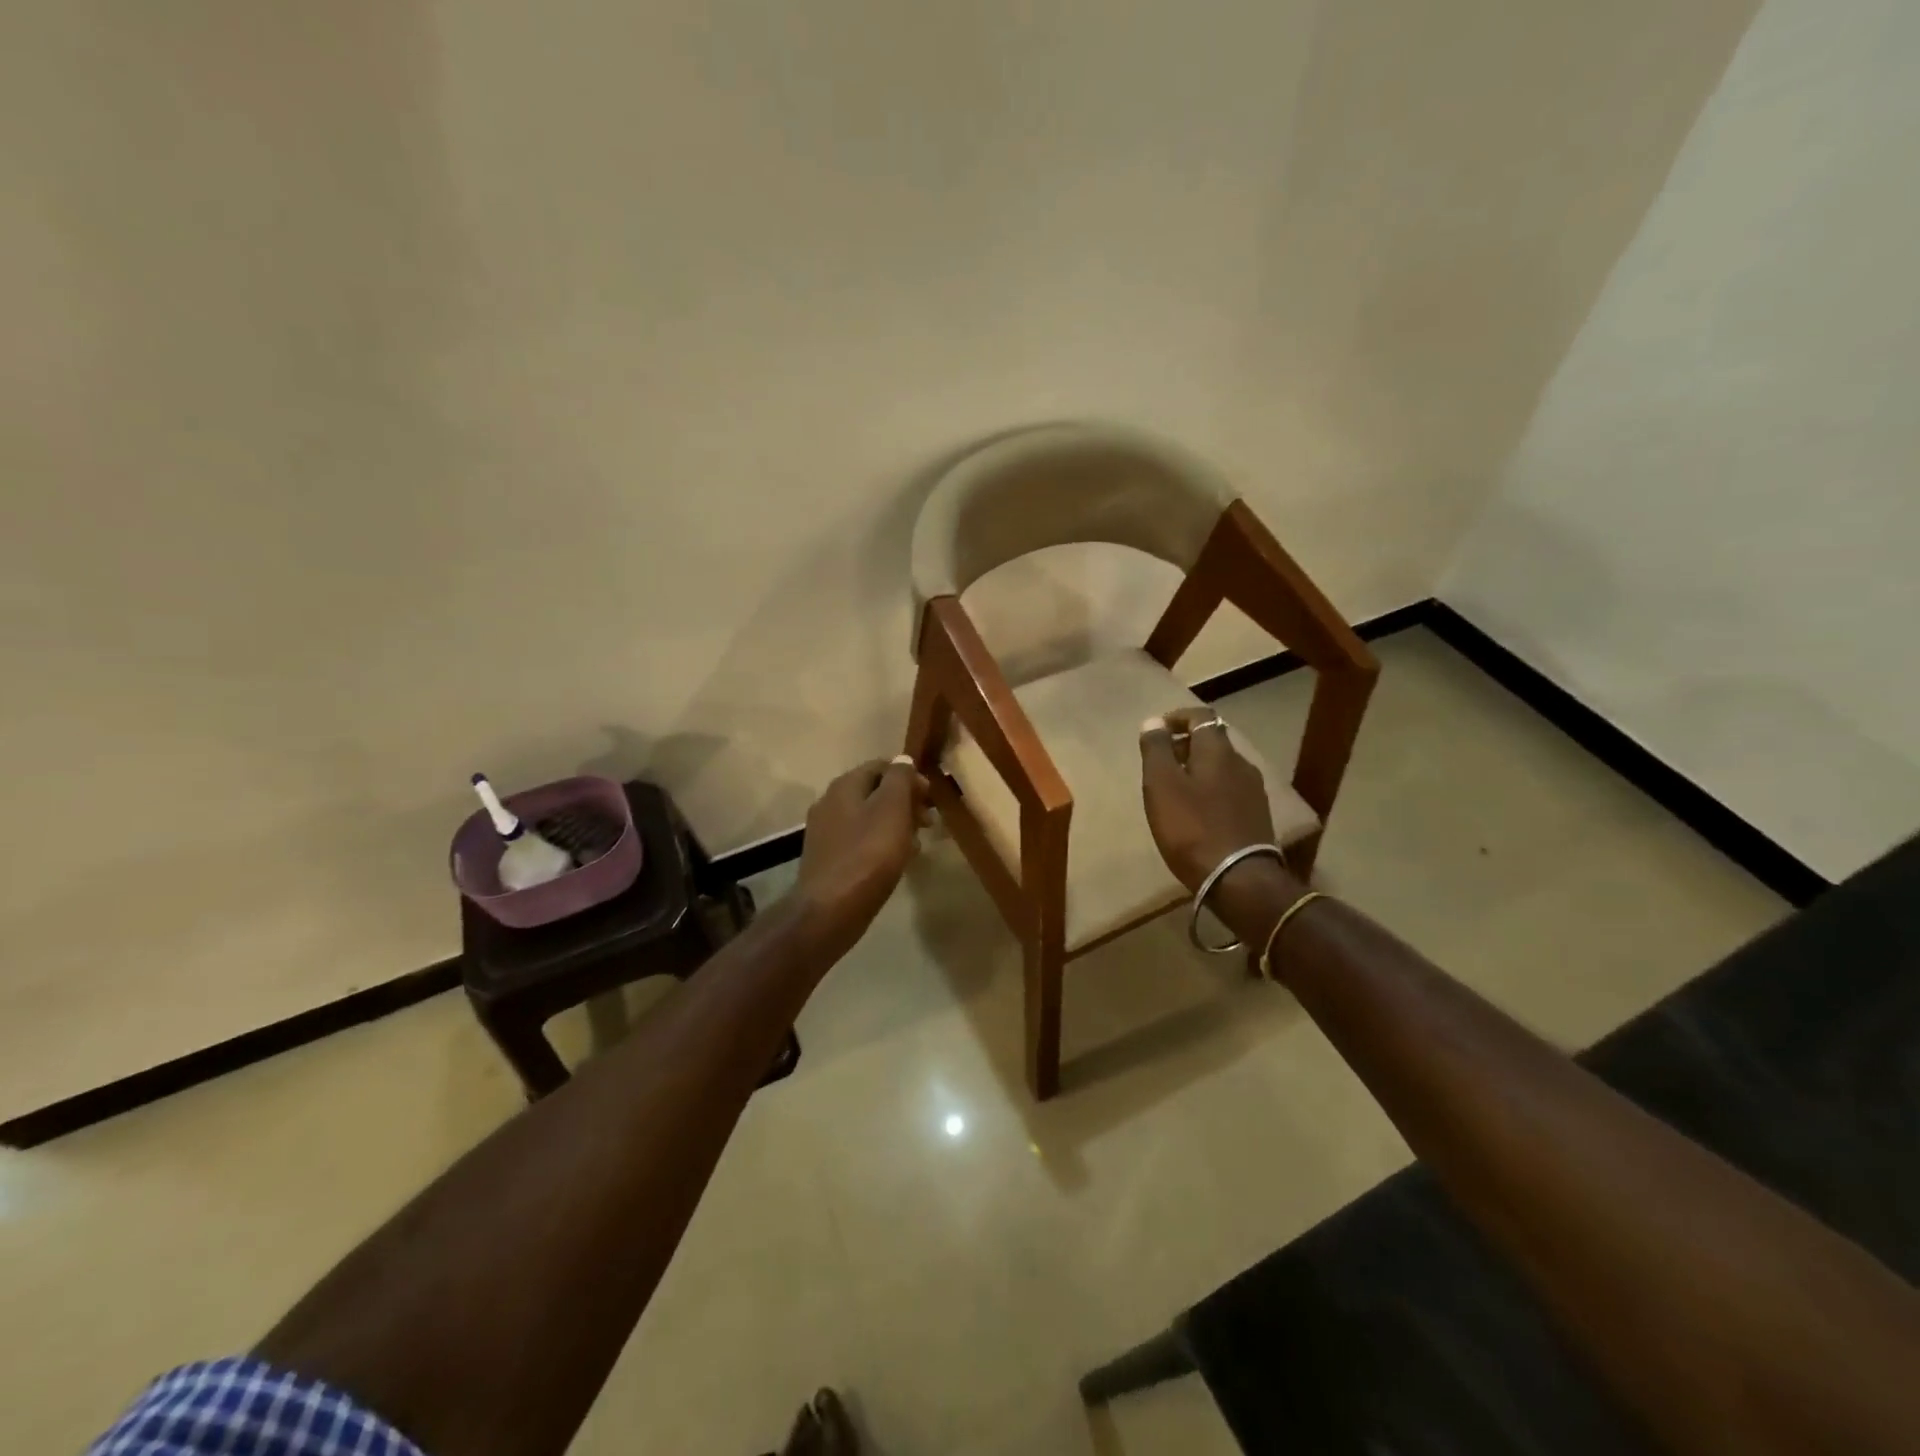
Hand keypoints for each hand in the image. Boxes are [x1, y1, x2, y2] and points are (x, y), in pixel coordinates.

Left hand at [793, 755, 929, 958]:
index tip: (931, 799)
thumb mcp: (892, 809)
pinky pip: (860, 841)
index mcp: (845, 786)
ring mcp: (825, 832)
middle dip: (905, 802)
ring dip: (895, 825)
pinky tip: (896, 862)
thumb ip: (900, 779)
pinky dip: (881, 844)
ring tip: (916, 844)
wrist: (830, 910)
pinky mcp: (828, 858)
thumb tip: (903, 760)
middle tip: (927, 823)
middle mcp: (830, 802)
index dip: (910, 777)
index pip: (881, 766)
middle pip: (874, 792)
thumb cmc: (868, 855)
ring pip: (868, 818)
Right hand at [1139, 708, 1277, 890]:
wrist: (1238, 879)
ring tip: (1174, 789)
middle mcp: (1241, 764)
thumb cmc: (1192, 827)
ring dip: (1197, 769)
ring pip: (1221, 768)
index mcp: (1218, 751)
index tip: (1157, 730)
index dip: (1178, 718)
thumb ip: (1156, 749)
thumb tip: (1154, 721)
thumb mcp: (1162, 785)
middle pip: (1212, 742)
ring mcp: (1253, 791)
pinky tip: (1196, 812)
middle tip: (1159, 763)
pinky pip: (1229, 790)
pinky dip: (1209, 790)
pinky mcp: (1256, 816)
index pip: (1201, 717)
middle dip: (1185, 745)